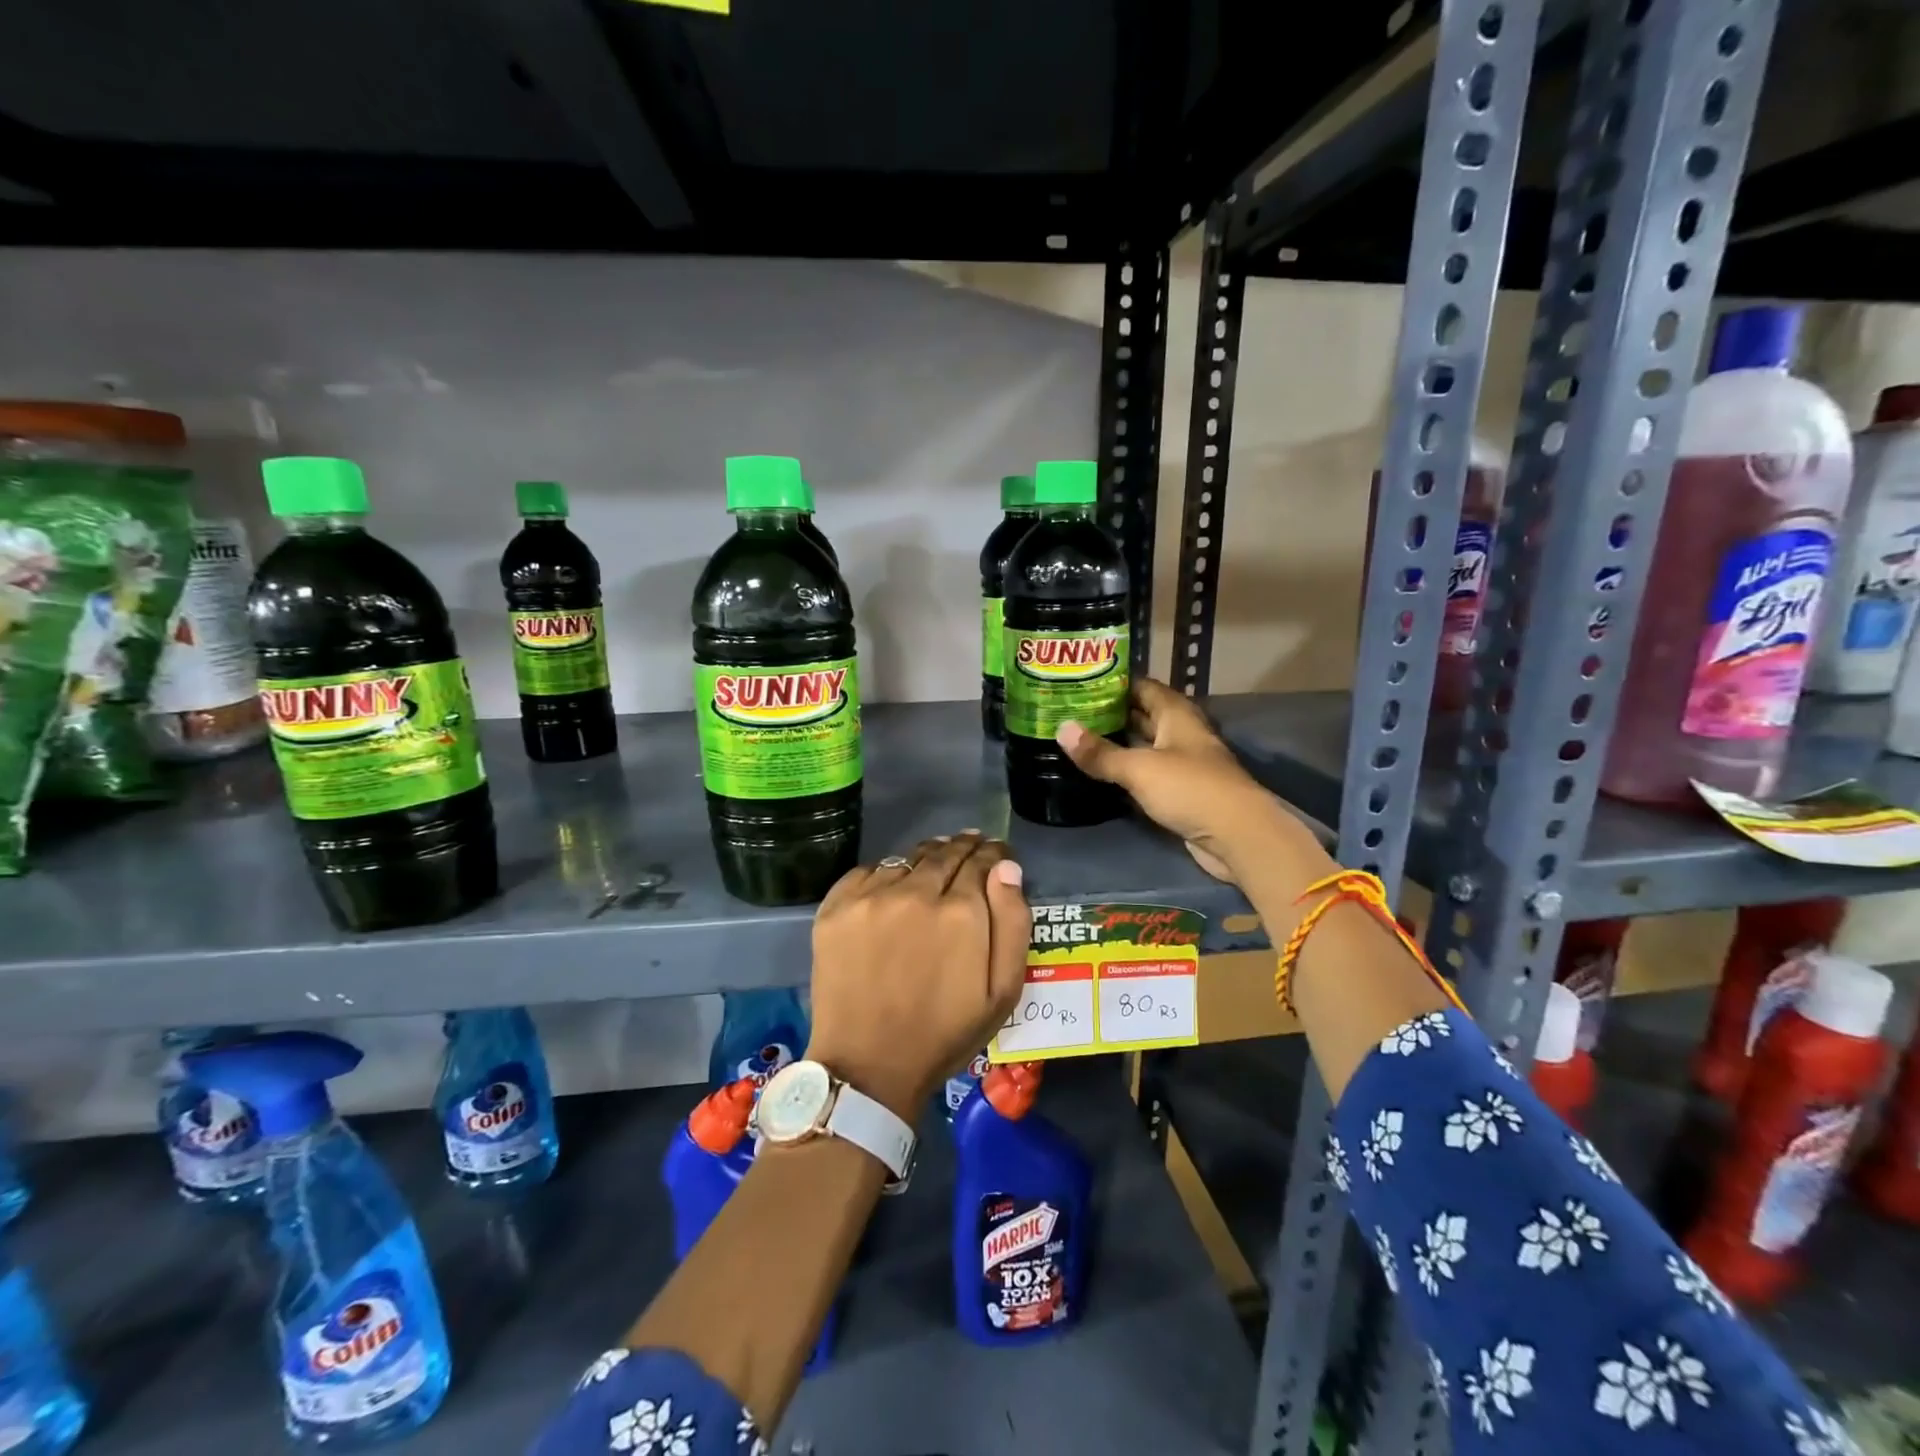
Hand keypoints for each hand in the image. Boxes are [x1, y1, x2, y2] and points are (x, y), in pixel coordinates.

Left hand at [806, 832, 1029, 1120]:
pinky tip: (892, 886)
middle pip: (944, 853)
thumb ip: (1012, 924)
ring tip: (933, 863)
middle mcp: (916, 892)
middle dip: (962, 847)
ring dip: (925, 858)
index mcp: (961, 912)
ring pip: (906, 859)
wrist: (867, 1066)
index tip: (996, 852)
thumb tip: (1006, 868)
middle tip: (970, 845)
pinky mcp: (836, 907)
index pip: (981, 862)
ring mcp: (871, 897)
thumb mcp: (1002, 992)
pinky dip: (885, 874)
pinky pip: (867, 872)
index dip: (993, 854)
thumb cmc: (944, 1034)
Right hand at [1056, 677, 1317, 884]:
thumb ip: (1100, 752)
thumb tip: (1061, 728)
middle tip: (1072, 711)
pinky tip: (1102, 772)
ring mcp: (1183, 764)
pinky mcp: (1181, 792)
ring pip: (1145, 745)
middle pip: (1144, 715)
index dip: (1115, 684)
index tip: (1081, 683)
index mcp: (1177, 715)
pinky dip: (1127, 770)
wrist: (1237, 836)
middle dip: (1111, 713)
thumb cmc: (1190, 788)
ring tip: (1080, 738)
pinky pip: (1148, 773)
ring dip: (1118, 743)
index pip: (1143, 687)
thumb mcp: (1139, 768)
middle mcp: (1181, 734)